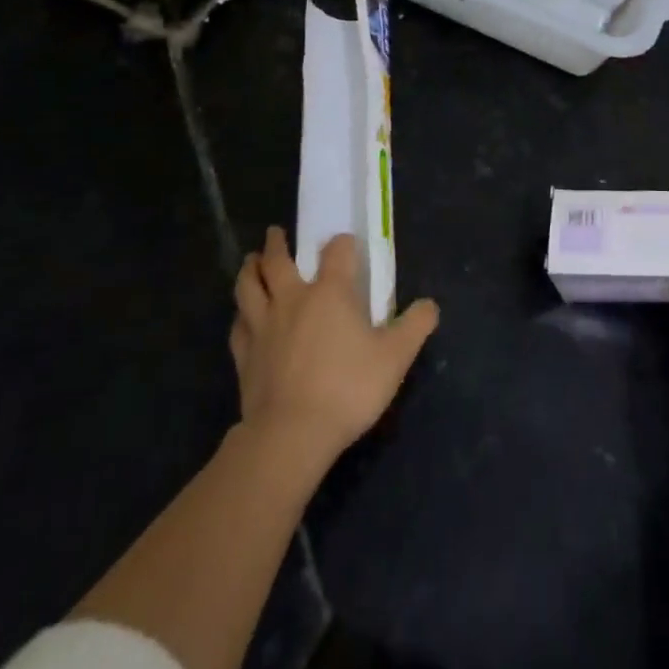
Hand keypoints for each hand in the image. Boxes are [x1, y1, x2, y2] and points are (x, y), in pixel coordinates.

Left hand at [231, 228, 439, 468]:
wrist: (291, 434)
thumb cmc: (348, 388)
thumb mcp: (396, 357)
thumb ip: (415, 326)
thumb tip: (430, 305)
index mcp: (330, 292)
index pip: (337, 251)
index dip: (343, 243)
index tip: (346, 244)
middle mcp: (293, 299)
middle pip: (278, 261)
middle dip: (277, 244)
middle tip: (275, 234)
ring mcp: (263, 326)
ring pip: (249, 287)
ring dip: (250, 269)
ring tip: (252, 261)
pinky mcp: (245, 356)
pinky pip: (239, 325)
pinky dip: (241, 314)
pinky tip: (243, 316)